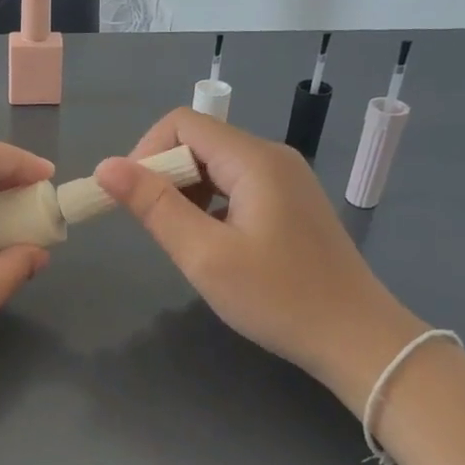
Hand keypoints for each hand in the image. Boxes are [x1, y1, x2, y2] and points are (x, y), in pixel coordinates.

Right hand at [93, 108, 422, 402]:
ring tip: (182, 238)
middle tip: (155, 227)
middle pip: (199, 141)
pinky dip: (210, 203)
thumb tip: (106, 167)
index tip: (132, 199)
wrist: (358, 340)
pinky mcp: (291, 202)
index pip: (182, 124)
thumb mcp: (205, 255)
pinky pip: (236, 184)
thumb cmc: (278, 299)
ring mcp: (286, 179)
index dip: (146, 152)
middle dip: (164, 175)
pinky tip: (212, 242)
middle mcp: (272, 157)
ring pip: (216, 164)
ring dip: (185, 191)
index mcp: (254, 160)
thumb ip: (154, 206)